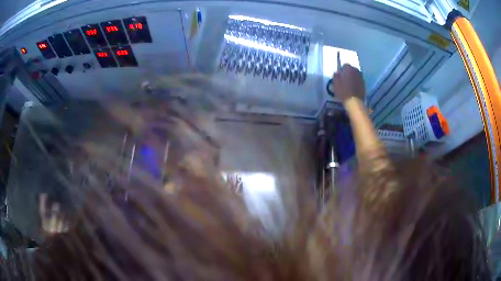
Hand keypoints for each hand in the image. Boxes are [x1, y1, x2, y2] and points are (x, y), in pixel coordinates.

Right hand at [333, 64, 365, 102]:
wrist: (354, 101)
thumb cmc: (343, 92)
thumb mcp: (336, 83)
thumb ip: (336, 76)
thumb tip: (337, 72)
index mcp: (349, 69)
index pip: (345, 65)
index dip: (342, 69)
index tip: (340, 74)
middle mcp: (356, 71)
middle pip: (352, 69)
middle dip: (348, 72)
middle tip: (345, 78)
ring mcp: (361, 78)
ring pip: (356, 74)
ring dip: (353, 76)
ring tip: (349, 82)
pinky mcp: (364, 84)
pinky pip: (359, 80)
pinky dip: (356, 81)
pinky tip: (353, 87)